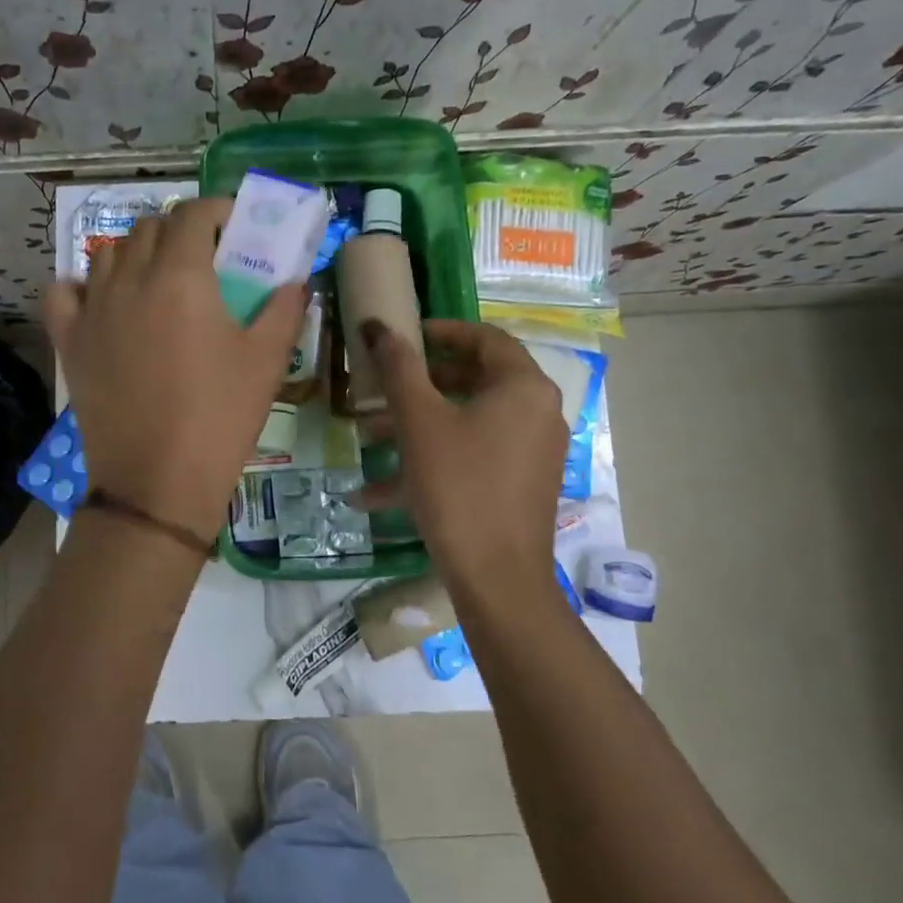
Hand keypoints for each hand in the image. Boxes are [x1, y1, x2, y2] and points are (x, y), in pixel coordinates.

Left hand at [45, 197, 306, 544]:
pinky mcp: (69, 341)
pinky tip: (104, 302)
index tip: (235, 227)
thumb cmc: (220, 418)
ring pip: (108, 254)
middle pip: (149, 228)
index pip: (192, 214)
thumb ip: (285, 308)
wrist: (157, 482)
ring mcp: (92, 310)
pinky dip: (83, 285)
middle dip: (180, 232)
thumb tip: (295, 280)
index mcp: (180, 276)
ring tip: (160, 281)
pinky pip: (65, 292)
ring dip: (137, 253)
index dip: (217, 210)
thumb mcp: (268, 361)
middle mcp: (129, 280)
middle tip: (206, 261)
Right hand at [358, 319, 568, 591]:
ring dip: (414, 427)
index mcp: (523, 387)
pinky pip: (470, 459)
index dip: (440, 331)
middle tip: (379, 386)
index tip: (402, 337)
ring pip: (465, 424)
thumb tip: (379, 325)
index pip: (484, 338)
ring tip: (366, 438)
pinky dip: (430, 464)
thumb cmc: (459, 485)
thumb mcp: (420, 421)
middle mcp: (535, 413)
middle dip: (417, 385)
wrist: (496, 577)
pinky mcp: (517, 485)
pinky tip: (374, 494)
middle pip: (472, 381)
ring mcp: (529, 452)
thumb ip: (399, 367)